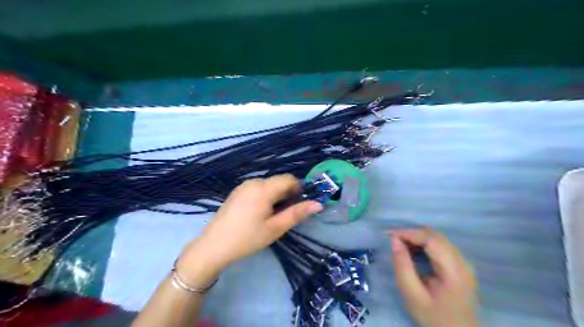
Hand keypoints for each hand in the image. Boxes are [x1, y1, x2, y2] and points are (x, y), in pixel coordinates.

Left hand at [180, 174, 323, 275]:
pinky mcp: (237, 192)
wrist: (213, 246)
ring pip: (268, 185)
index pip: (289, 179)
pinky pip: (258, 188)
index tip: (299, 205)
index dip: (299, 189)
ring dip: (277, 196)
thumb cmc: (247, 238)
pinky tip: (259, 214)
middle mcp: (253, 182)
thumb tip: (318, 204)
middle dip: (287, 194)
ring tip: (272, 216)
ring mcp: (243, 186)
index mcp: (263, 188)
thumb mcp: (275, 228)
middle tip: (285, 215)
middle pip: (278, 181)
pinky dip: (265, 196)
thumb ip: (297, 213)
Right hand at [390, 229, 475, 326]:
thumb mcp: (412, 295)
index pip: (432, 240)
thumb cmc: (433, 317)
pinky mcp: (461, 265)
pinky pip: (441, 245)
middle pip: (436, 236)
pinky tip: (413, 251)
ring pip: (438, 238)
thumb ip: (402, 266)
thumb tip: (394, 240)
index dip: (410, 233)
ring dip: (418, 237)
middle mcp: (463, 262)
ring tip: (401, 245)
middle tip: (393, 240)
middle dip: (412, 233)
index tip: (390, 235)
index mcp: (454, 271)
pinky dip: (425, 243)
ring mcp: (464, 263)